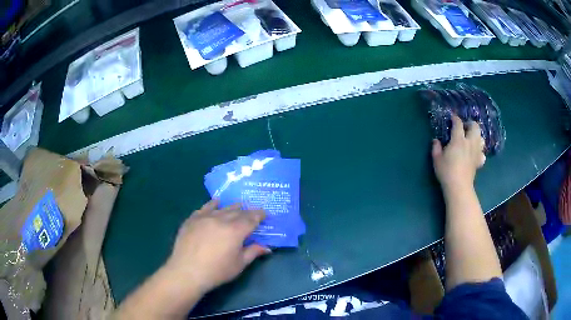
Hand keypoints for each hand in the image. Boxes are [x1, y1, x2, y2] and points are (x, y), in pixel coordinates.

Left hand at [165, 200, 270, 293]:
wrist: (187, 271)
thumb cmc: (217, 271)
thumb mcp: (239, 264)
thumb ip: (253, 252)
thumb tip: (267, 248)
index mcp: (235, 231)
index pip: (251, 219)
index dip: (259, 215)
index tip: (265, 214)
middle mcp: (221, 220)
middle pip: (237, 212)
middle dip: (247, 211)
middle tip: (253, 213)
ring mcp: (205, 218)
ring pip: (222, 208)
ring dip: (232, 207)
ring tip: (238, 205)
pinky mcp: (192, 219)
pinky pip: (205, 208)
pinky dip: (212, 204)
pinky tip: (216, 202)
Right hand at [432, 115, 485, 192]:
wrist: (459, 187)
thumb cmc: (446, 172)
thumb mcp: (437, 159)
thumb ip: (436, 147)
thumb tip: (436, 140)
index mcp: (458, 140)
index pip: (458, 123)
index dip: (455, 119)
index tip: (452, 118)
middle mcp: (470, 143)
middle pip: (475, 127)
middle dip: (470, 124)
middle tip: (464, 128)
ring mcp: (476, 152)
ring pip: (481, 138)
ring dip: (477, 136)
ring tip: (470, 140)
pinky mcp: (479, 161)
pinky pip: (482, 153)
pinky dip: (479, 151)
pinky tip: (475, 154)